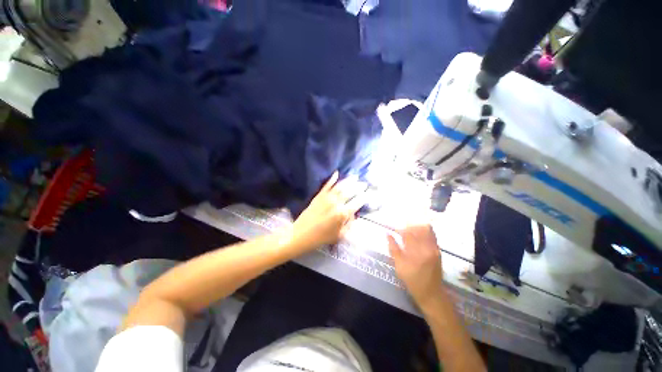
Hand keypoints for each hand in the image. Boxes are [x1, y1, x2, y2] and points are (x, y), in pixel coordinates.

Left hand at [291, 172, 360, 249]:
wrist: (301, 234)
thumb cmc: (321, 238)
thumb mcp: (340, 235)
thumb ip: (349, 224)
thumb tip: (353, 214)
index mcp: (342, 214)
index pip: (357, 203)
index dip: (364, 197)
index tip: (368, 194)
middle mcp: (336, 203)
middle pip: (350, 192)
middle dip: (359, 187)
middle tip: (364, 183)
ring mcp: (326, 198)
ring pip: (340, 186)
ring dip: (348, 180)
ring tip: (355, 176)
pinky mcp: (318, 196)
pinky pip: (327, 185)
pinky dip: (332, 178)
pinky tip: (336, 173)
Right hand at [388, 225, 444, 308]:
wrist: (431, 293)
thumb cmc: (412, 281)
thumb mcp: (399, 266)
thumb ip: (393, 248)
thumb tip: (387, 234)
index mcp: (416, 252)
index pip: (408, 233)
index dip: (400, 230)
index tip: (394, 230)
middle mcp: (427, 248)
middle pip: (418, 228)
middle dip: (408, 227)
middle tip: (402, 231)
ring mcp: (435, 248)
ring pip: (427, 229)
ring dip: (416, 228)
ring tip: (410, 232)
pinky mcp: (438, 250)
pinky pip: (432, 235)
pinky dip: (423, 232)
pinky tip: (418, 236)